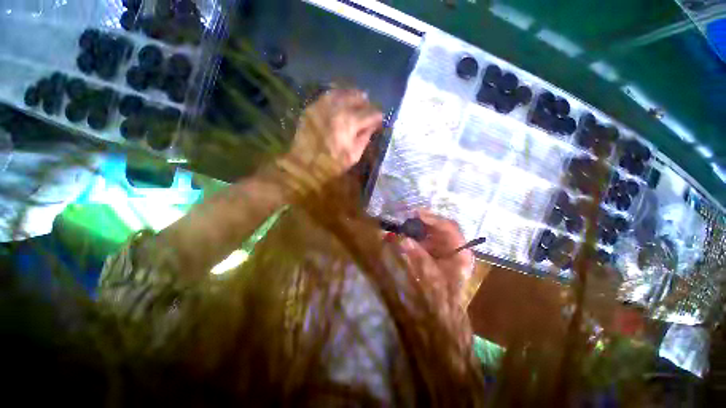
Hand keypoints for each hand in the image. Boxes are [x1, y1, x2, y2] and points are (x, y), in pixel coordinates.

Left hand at [279, 88, 382, 189]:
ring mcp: (322, 105)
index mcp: (350, 122)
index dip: (378, 117)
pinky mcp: (312, 107)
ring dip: (353, 95)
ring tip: (358, 100)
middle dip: (367, 104)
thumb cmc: (331, 164)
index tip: (379, 121)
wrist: (304, 165)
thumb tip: (372, 126)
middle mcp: (337, 108)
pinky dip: (338, 95)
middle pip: (358, 97)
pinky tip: (342, 100)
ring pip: (343, 92)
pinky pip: (328, 95)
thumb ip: (365, 137)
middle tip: (369, 111)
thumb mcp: (353, 155)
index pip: (370, 113)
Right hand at [399, 210, 474, 303]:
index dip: (433, 219)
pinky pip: (427, 239)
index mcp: (461, 252)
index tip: (417, 214)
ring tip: (405, 224)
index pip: (450, 228)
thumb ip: (419, 257)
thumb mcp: (431, 276)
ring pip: (433, 232)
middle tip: (409, 216)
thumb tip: (404, 240)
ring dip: (419, 227)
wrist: (443, 313)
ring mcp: (446, 249)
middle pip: (441, 227)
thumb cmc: (442, 296)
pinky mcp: (436, 253)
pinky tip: (406, 235)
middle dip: (425, 221)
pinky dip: (416, 236)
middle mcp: (455, 247)